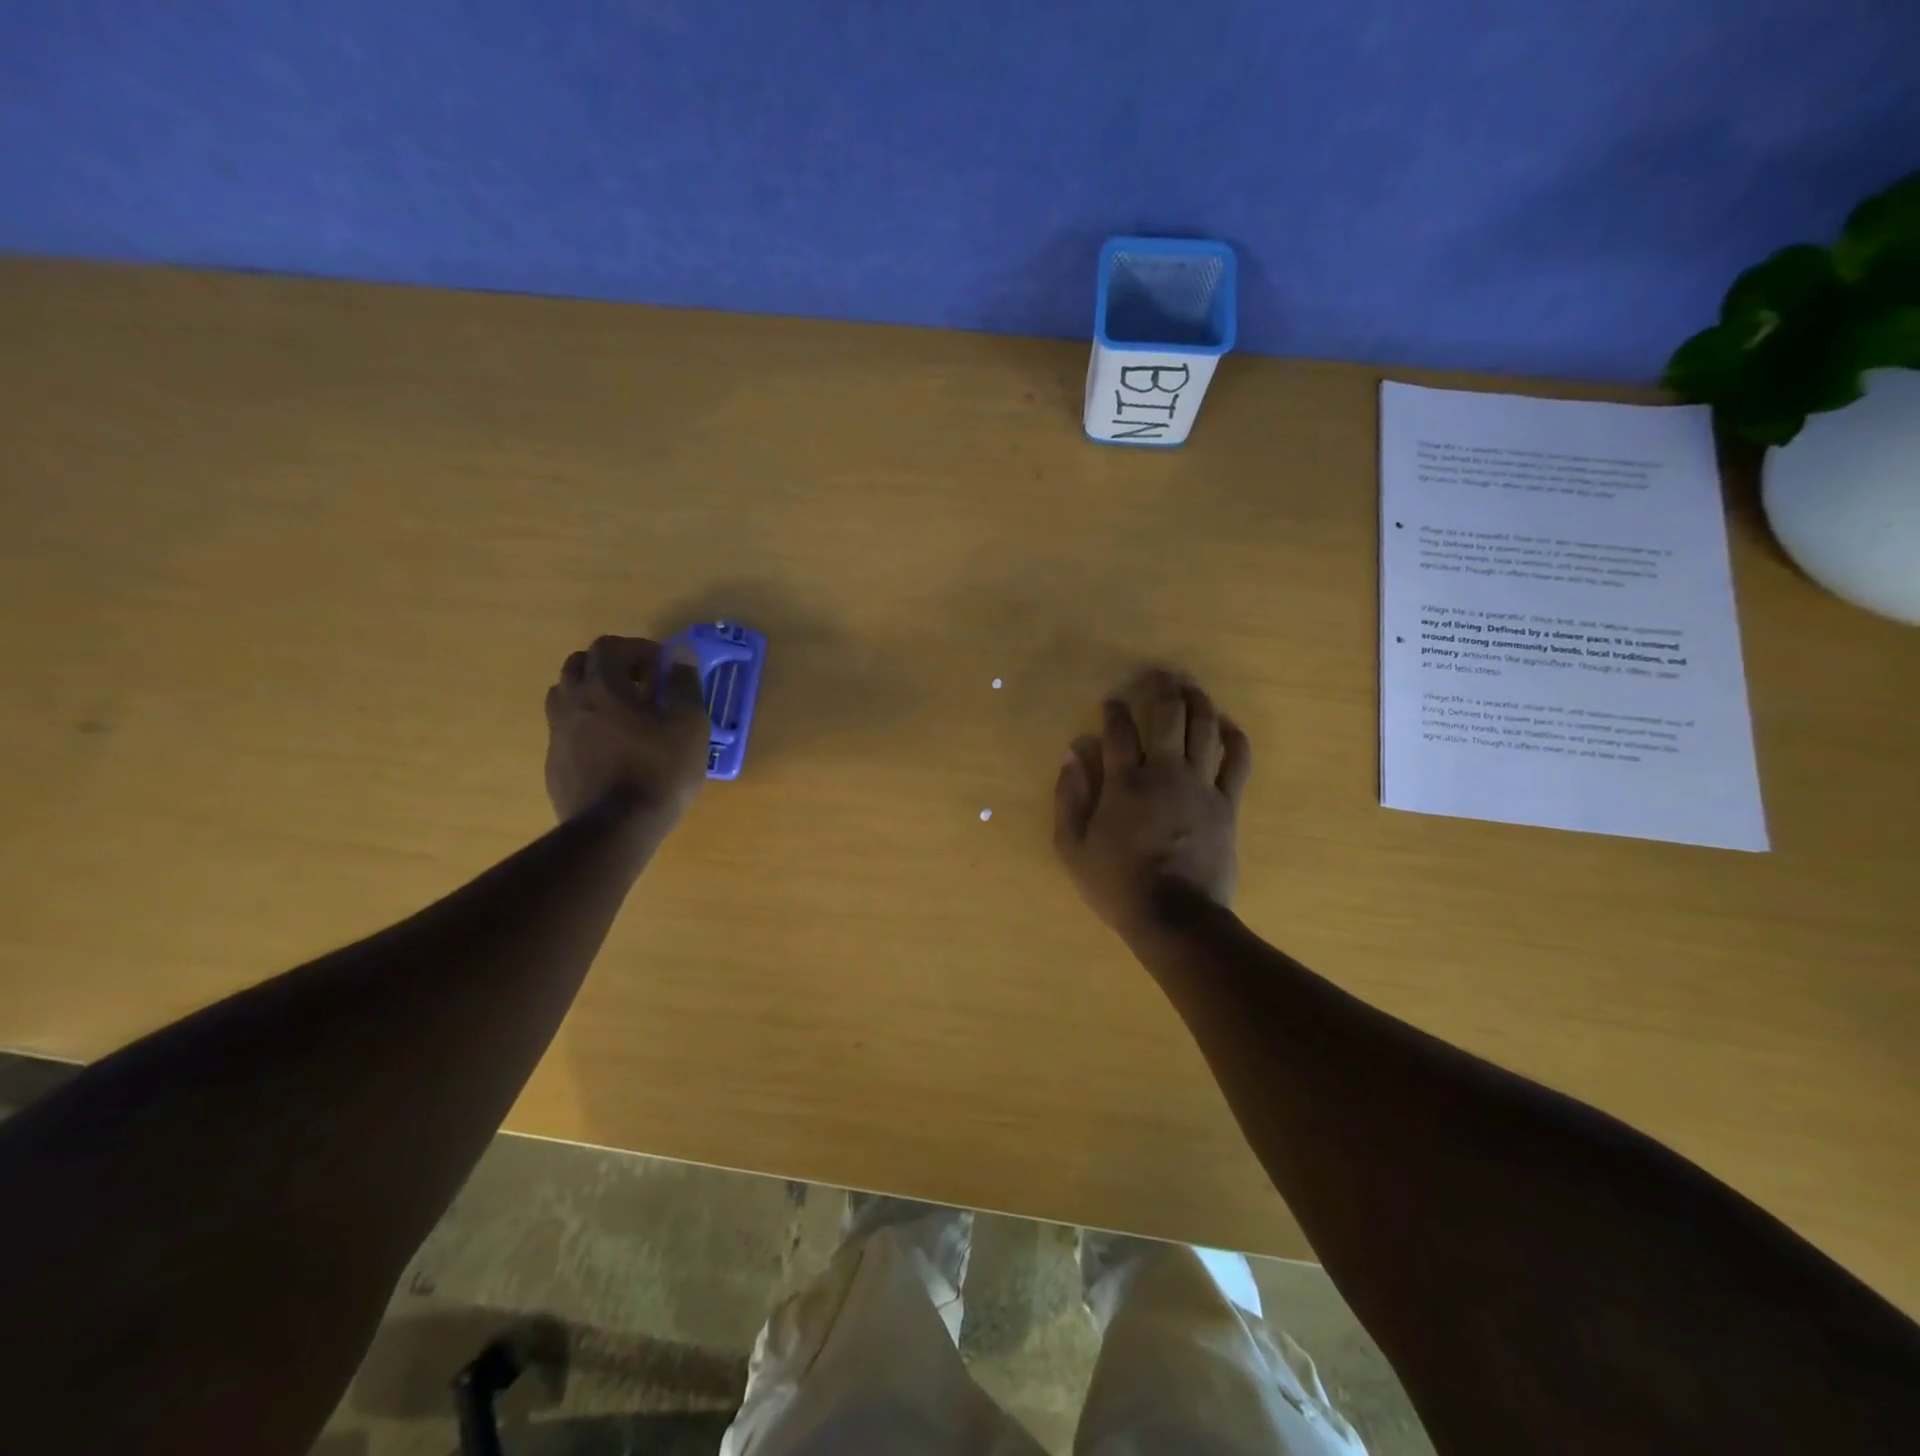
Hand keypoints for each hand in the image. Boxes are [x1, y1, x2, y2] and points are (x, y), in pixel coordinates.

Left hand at [544, 636, 709, 824]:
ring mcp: (557, 735)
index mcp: (602, 687)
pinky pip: (566, 730)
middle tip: (641, 685)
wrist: (616, 830)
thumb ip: (685, 685)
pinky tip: (612, 749)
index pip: (609, 646)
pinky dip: (586, 726)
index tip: (662, 667)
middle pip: (579, 665)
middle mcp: (571, 703)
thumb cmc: (660, 772)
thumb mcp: (689, 725)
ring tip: (623, 714)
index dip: (637, 648)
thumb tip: (681, 653)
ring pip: (566, 696)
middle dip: (611, 667)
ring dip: (592, 694)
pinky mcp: (554, 764)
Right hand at [1053, 670, 1251, 941]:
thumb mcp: (1073, 847)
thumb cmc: (1118, 884)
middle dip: (1162, 688)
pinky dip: (1234, 737)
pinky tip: (1226, 724)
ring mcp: (1200, 786)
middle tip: (1158, 674)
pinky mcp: (1227, 803)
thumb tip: (1073, 752)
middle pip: (1168, 715)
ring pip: (1204, 728)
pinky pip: (1237, 761)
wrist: (1175, 917)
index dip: (1114, 709)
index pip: (1118, 730)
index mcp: (1124, 783)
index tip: (1112, 701)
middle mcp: (1164, 772)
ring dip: (1198, 701)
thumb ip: (1069, 796)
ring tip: (1191, 687)